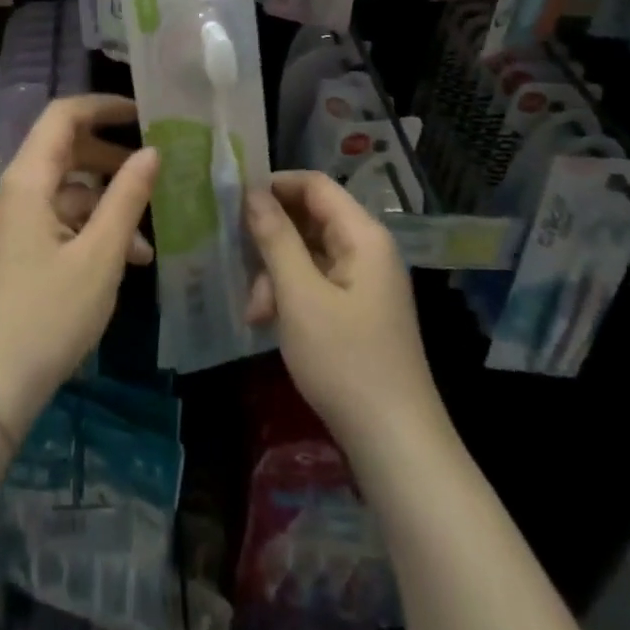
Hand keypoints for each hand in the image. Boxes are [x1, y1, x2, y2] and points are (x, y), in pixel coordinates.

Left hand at [0, 95, 156, 437]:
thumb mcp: (99, 256)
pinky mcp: (11, 249)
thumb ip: (127, 198)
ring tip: (148, 241)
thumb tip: (151, 152)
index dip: (103, 106)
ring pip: (64, 191)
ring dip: (105, 206)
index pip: (63, 116)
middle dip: (111, 160)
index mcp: (25, 180)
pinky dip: (87, 231)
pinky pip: (54, 221)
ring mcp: (8, 222)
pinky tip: (121, 262)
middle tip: (155, 171)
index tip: (144, 113)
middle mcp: (11, 191)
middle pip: (64, 152)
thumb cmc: (47, 316)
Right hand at [244, 170, 441, 453]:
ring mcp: (363, 282)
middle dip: (270, 239)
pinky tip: (268, 323)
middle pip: (309, 219)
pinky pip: (315, 282)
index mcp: (363, 236)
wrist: (395, 444)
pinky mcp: (357, 310)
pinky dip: (290, 295)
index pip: (314, 185)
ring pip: (307, 253)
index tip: (234, 201)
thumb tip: (252, 192)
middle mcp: (367, 251)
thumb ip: (275, 238)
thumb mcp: (299, 295)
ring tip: (255, 310)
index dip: (274, 185)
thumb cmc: (346, 361)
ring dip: (275, 274)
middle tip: (238, 260)